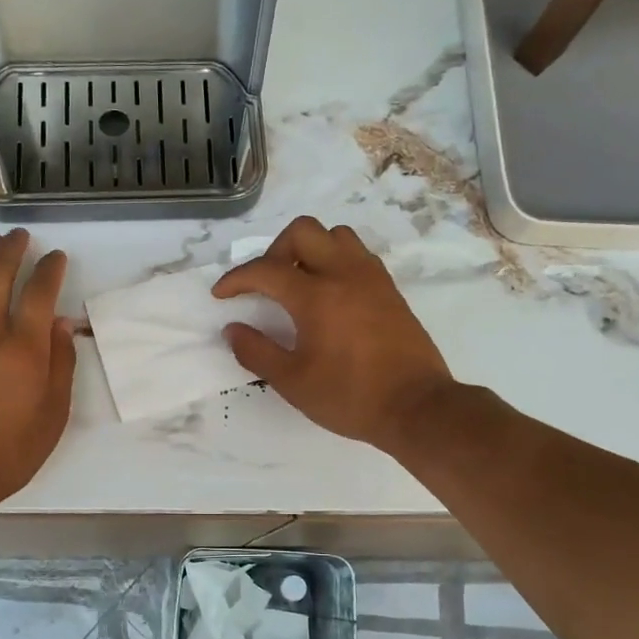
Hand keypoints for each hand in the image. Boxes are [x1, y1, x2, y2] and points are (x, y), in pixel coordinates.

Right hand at [211, 217, 454, 455]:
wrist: (417, 407)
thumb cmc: (350, 397)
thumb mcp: (293, 382)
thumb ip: (257, 352)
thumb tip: (233, 330)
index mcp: (316, 295)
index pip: (265, 270)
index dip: (236, 279)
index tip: (221, 295)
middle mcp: (344, 274)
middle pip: (302, 231)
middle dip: (274, 250)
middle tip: (266, 284)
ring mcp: (371, 278)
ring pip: (335, 235)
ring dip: (310, 249)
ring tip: (299, 283)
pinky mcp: (390, 289)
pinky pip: (357, 254)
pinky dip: (335, 260)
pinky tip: (330, 293)